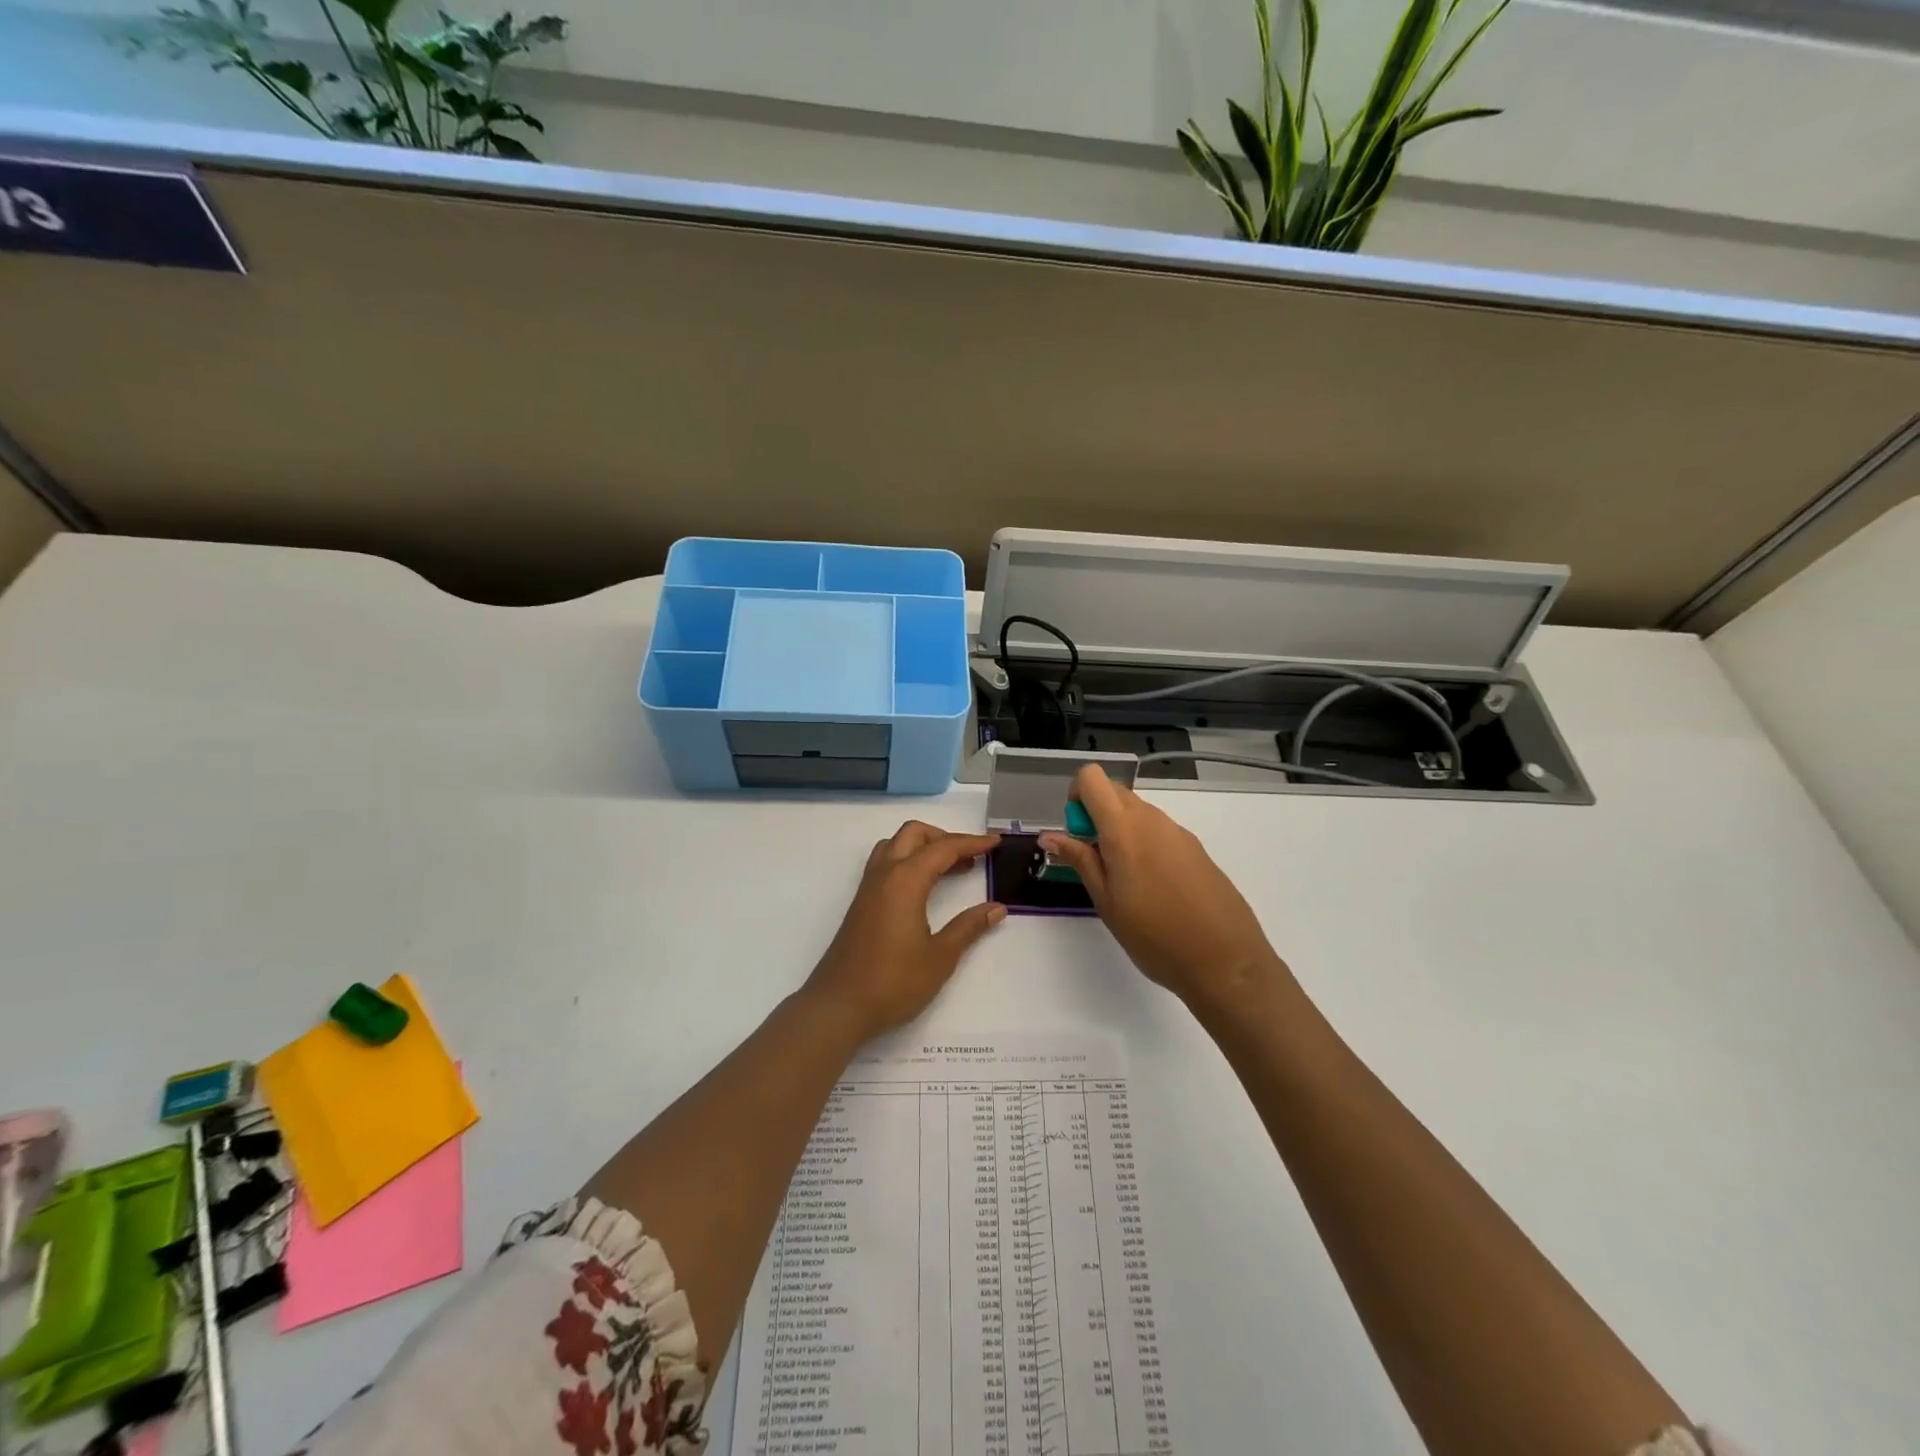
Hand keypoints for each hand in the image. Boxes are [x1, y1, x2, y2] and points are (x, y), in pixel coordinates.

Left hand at [804, 821, 1006, 1041]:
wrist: (838, 1006)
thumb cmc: (893, 982)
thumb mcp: (940, 957)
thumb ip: (969, 927)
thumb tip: (996, 908)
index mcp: (905, 881)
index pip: (943, 848)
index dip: (972, 843)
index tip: (995, 843)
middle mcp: (884, 874)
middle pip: (913, 834)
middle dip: (944, 837)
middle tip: (971, 857)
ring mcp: (868, 888)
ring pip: (895, 845)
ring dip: (923, 846)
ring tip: (949, 869)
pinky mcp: (861, 903)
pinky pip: (885, 863)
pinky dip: (908, 861)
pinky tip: (923, 888)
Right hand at [1039, 765, 1285, 1010]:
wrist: (1225, 961)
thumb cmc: (1154, 936)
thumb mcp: (1106, 901)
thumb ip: (1079, 859)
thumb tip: (1049, 835)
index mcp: (1124, 828)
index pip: (1092, 777)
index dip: (1077, 797)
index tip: (1078, 834)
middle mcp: (1153, 819)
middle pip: (1115, 792)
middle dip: (1096, 815)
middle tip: (1096, 862)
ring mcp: (1178, 832)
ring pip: (1138, 812)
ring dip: (1120, 831)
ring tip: (1125, 882)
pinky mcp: (1196, 848)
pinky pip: (1159, 831)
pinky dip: (1145, 844)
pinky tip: (1154, 888)